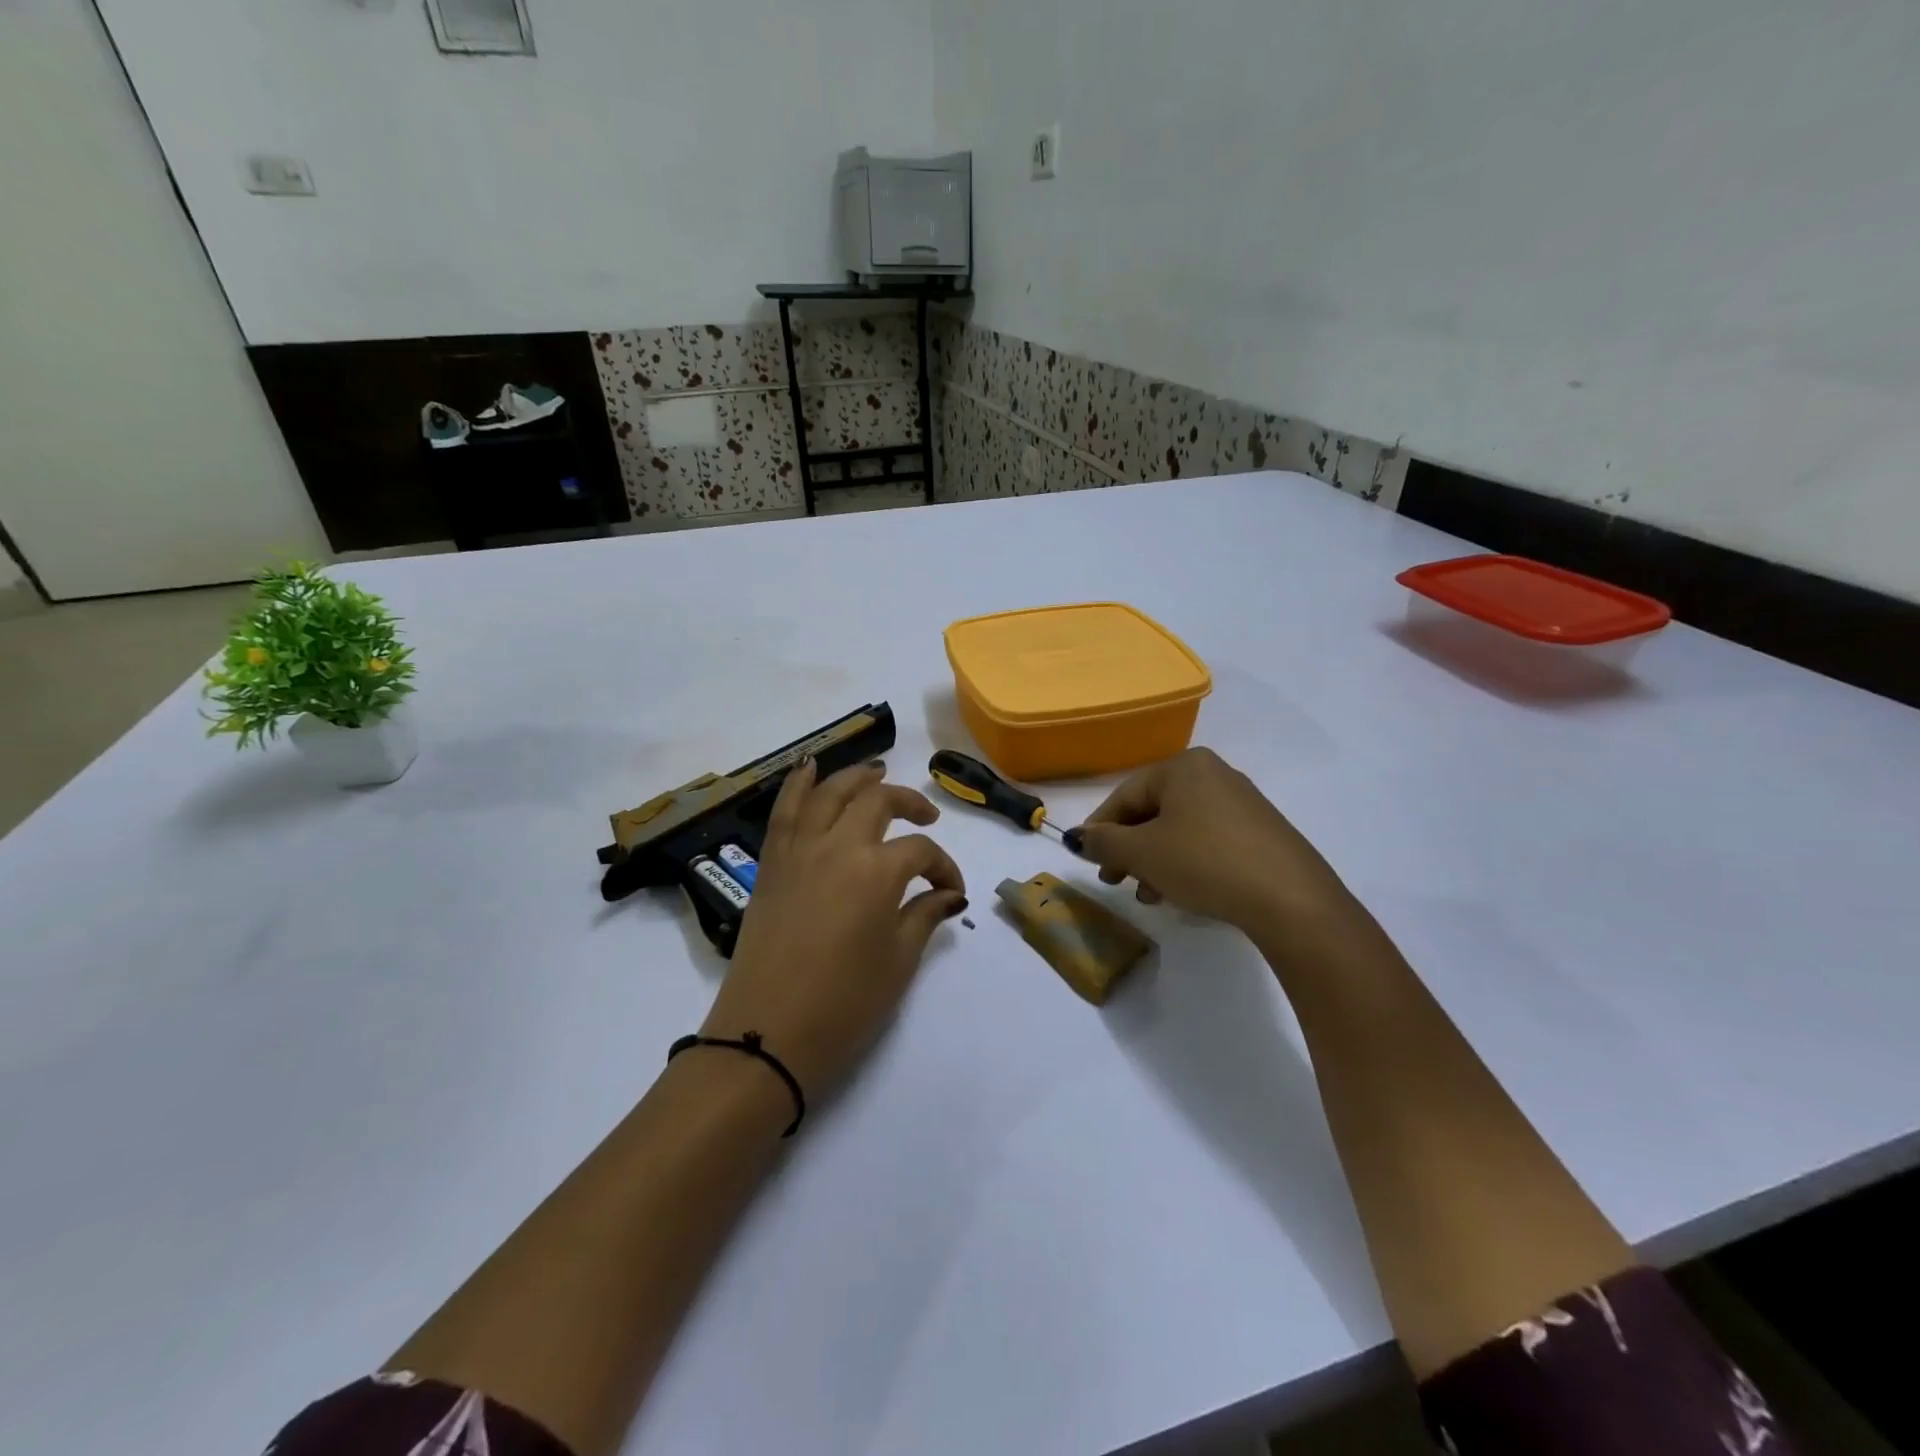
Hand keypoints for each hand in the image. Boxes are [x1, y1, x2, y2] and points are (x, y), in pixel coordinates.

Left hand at [700, 759, 967, 1101]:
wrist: (768, 1035)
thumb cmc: (844, 1005)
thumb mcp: (899, 962)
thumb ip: (925, 916)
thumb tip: (949, 894)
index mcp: (877, 872)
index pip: (921, 852)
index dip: (944, 867)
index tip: (951, 891)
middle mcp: (838, 846)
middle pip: (877, 802)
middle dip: (909, 803)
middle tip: (926, 817)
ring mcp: (798, 851)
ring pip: (829, 793)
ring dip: (856, 777)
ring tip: (877, 771)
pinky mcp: (771, 864)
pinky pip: (784, 811)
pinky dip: (797, 784)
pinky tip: (809, 767)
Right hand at [1071, 747, 1354, 936]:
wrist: (1290, 899)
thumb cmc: (1205, 862)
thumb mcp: (1143, 853)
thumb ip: (1103, 842)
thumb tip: (1077, 837)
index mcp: (1184, 766)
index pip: (1125, 794)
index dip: (1100, 828)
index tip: (1087, 859)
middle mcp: (1213, 774)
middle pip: (1153, 811)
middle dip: (1129, 848)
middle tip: (1115, 880)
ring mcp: (1241, 803)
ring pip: (1179, 829)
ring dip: (1155, 861)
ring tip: (1148, 894)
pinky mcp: (1260, 832)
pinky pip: (1207, 841)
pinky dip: (1185, 862)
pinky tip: (1180, 893)